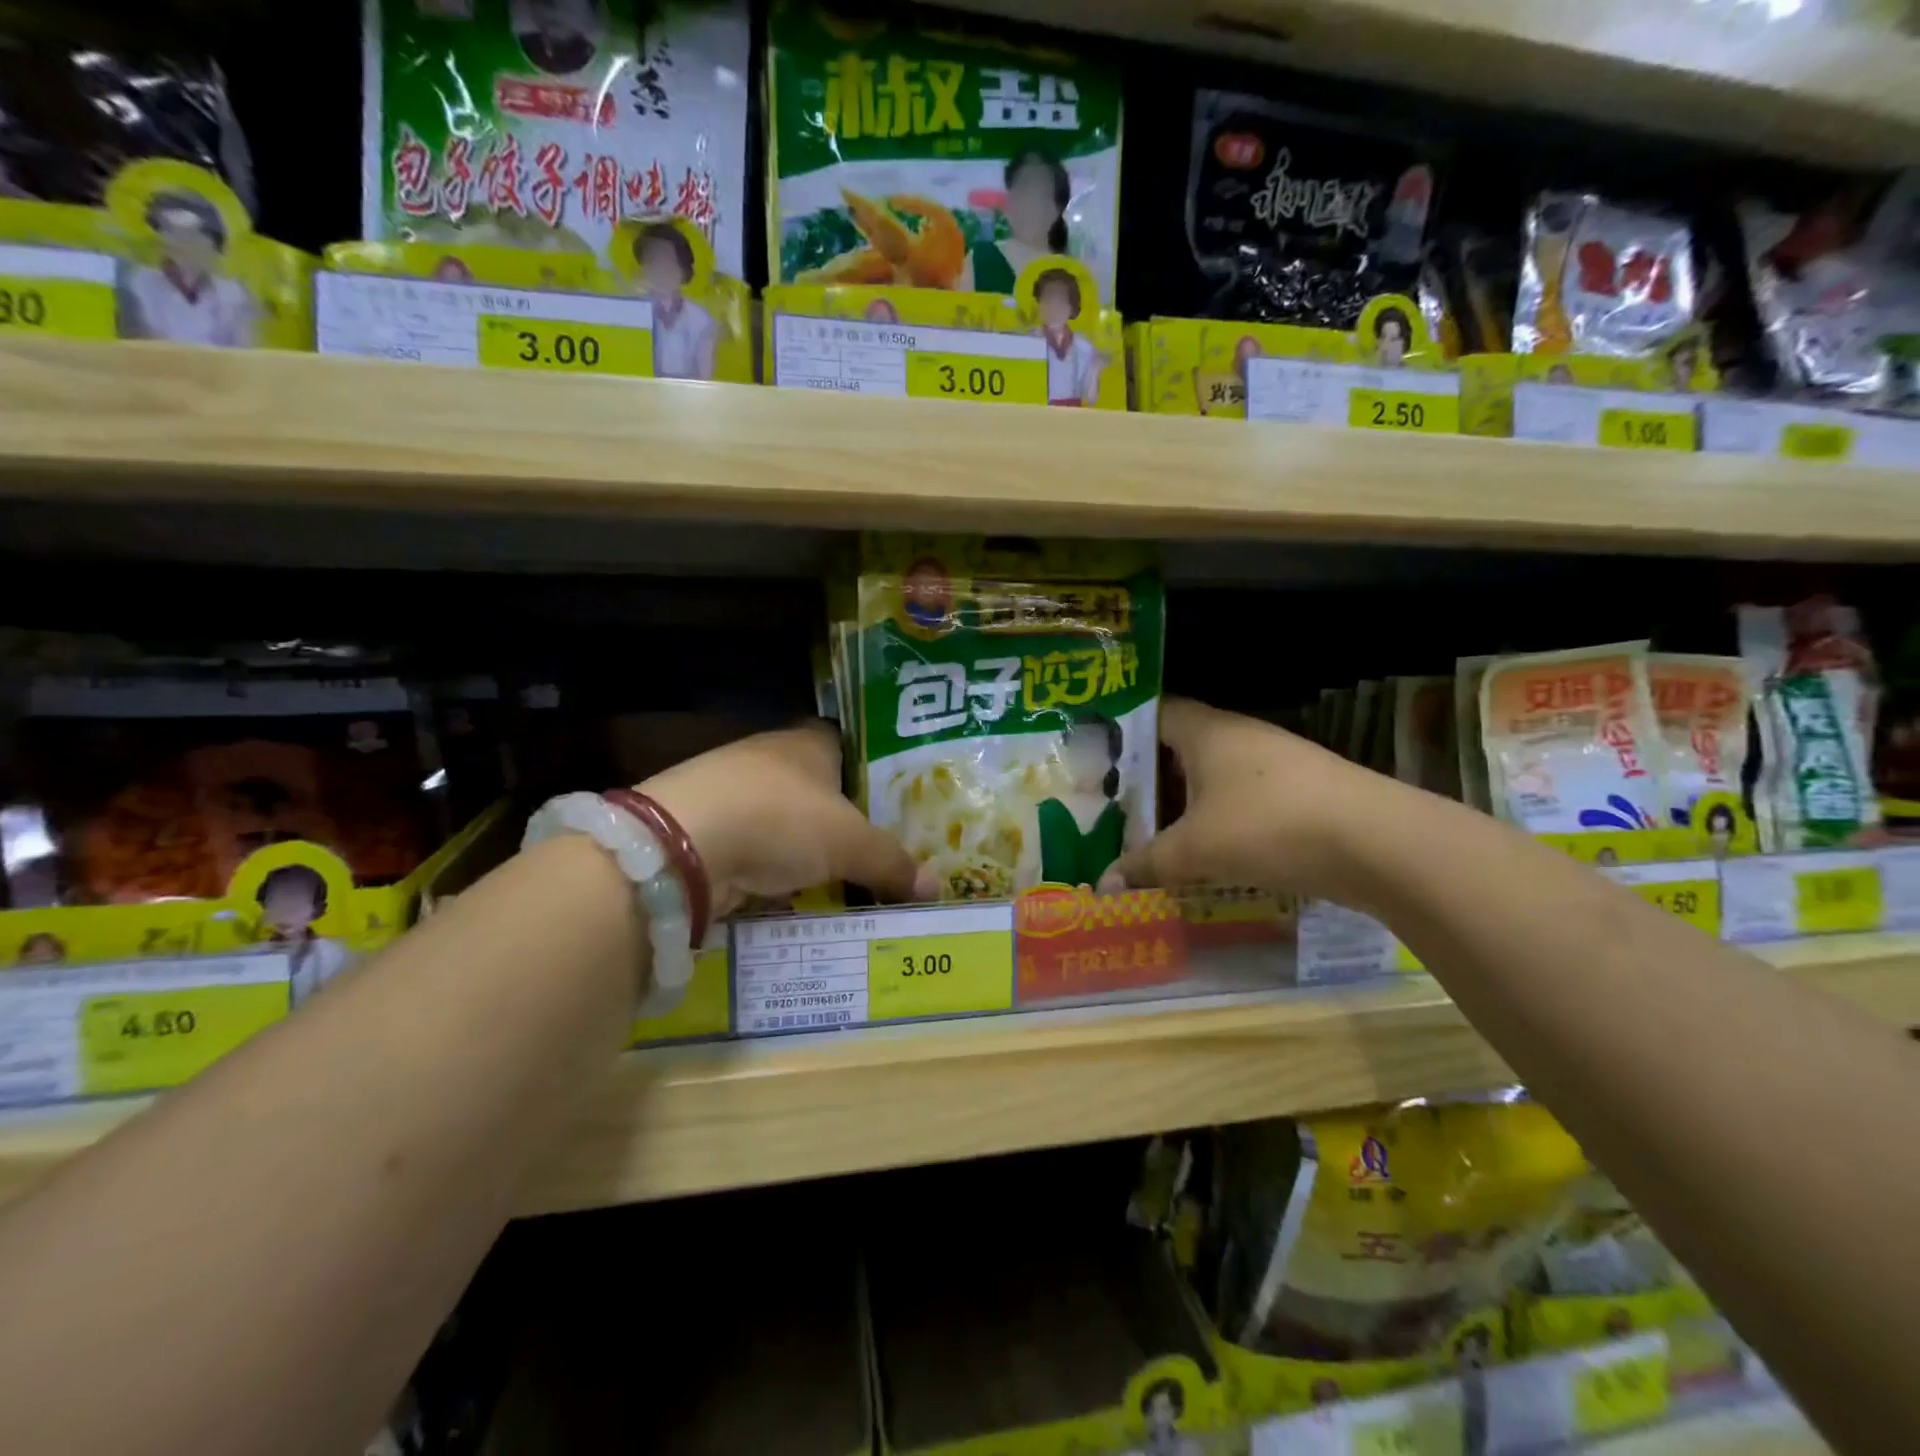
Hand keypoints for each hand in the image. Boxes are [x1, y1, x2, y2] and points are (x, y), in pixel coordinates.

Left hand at [641, 721, 915, 917]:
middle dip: (841, 821)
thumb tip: (937, 888)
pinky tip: (791, 898)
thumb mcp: (850, 843)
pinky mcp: (704, 829)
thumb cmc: (780, 820)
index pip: (849, 746)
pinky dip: (772, 873)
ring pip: (784, 823)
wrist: (679, 845)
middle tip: (877, 853)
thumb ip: (892, 863)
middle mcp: (768, 758)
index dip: (872, 772)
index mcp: (808, 742)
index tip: (894, 804)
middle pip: (817, 788)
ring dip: (805, 851)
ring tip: (842, 882)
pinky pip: (754, 851)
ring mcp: (731, 792)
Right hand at [1115, 696, 1385, 899]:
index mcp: (1205, 731)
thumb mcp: (1195, 850)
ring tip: (1155, 833)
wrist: (1375, 842)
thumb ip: (1146, 863)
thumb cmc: (1266, 825)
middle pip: (1181, 747)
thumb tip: (1104, 882)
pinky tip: (1209, 851)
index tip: (1096, 757)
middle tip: (1116, 805)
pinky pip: (1243, 798)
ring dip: (1186, 802)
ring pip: (1213, 776)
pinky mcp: (1301, 791)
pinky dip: (1220, 819)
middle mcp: (1239, 735)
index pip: (1154, 712)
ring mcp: (1275, 761)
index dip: (1124, 731)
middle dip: (1149, 777)